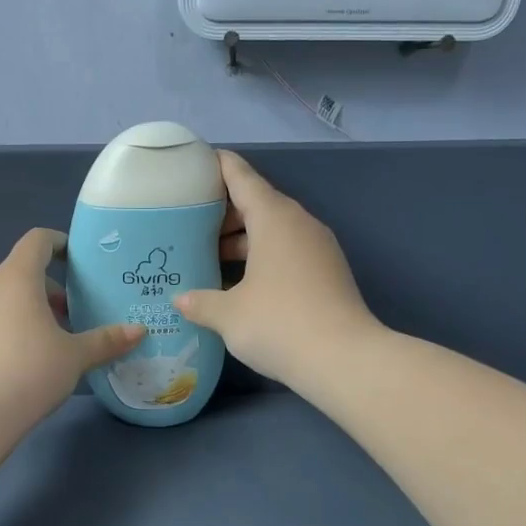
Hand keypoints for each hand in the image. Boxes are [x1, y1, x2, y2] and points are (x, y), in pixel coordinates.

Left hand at [0, 228, 144, 428]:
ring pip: (10, 298)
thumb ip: (106, 340)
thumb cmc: (30, 370)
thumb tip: (139, 331)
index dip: (61, 243)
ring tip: (63, 338)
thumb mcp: (75, 356)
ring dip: (37, 309)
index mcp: (17, 278)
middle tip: (81, 310)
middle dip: (55, 286)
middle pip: (24, 271)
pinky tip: (37, 358)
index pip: (37, 241)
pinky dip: (19, 326)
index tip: (82, 260)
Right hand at [175, 150, 377, 388]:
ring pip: (272, 231)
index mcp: (274, 218)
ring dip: (242, 240)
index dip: (215, 166)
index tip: (191, 164)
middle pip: (256, 203)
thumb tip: (180, 300)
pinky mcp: (326, 272)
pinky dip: (261, 257)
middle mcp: (298, 224)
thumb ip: (200, 302)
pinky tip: (238, 282)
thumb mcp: (228, 314)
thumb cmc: (279, 324)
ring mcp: (317, 248)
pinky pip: (286, 251)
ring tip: (207, 256)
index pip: (240, 176)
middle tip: (187, 224)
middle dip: (222, 212)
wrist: (344, 361)